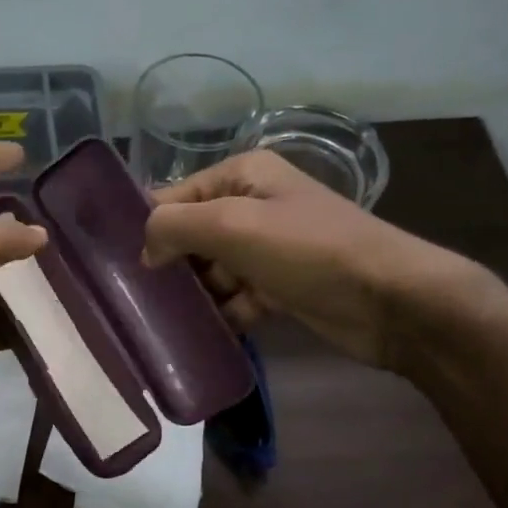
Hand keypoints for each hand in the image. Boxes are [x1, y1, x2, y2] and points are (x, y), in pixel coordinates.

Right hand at [142, 150, 479, 371]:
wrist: (389, 300)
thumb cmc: (308, 250)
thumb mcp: (233, 225)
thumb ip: (175, 226)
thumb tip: (146, 250)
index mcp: (243, 175)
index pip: (175, 195)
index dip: (149, 227)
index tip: (118, 265)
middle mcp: (253, 205)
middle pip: (191, 235)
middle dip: (171, 265)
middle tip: (142, 299)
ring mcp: (268, 248)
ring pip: (212, 271)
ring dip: (196, 295)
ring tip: (169, 321)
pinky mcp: (279, 287)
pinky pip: (236, 298)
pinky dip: (223, 314)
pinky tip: (207, 333)